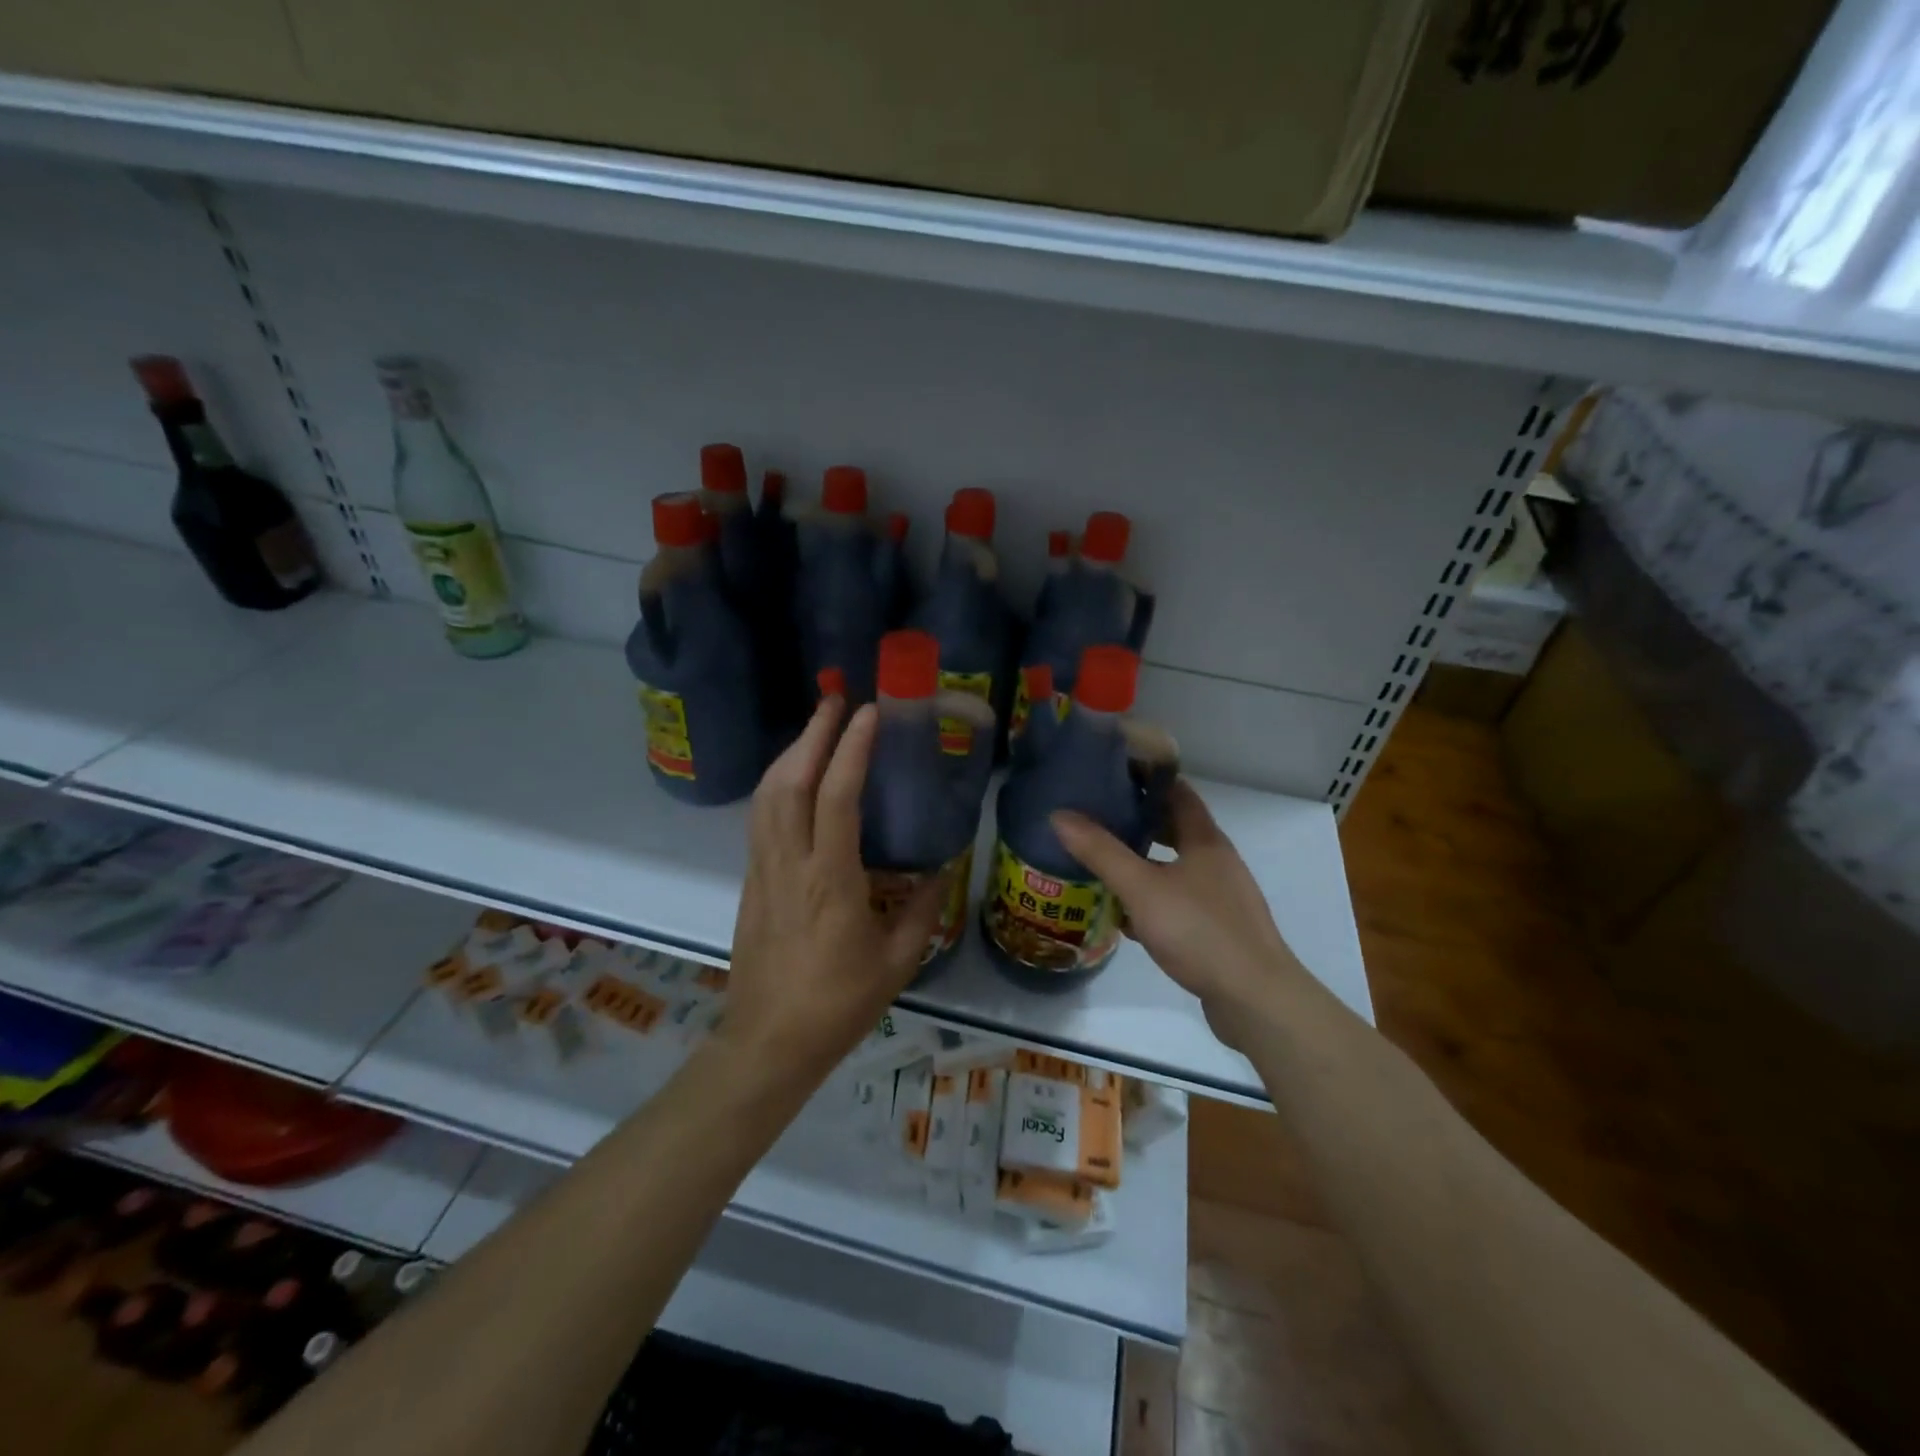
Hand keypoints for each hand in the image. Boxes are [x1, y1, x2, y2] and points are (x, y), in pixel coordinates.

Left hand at [721, 696, 944, 1085]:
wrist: (768, 1043)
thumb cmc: (838, 1005)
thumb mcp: (898, 961)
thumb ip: (923, 910)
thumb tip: (940, 872)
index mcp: (830, 881)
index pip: (836, 797)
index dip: (850, 749)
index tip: (867, 714)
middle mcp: (790, 864)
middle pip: (790, 783)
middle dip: (811, 734)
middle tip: (834, 700)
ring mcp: (763, 871)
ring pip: (767, 796)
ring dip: (789, 753)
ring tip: (814, 727)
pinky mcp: (750, 882)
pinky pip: (760, 818)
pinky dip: (776, 784)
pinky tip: (793, 778)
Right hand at [1052, 780, 1306, 1049]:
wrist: (1254, 1000)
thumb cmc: (1199, 931)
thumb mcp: (1141, 888)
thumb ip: (1100, 851)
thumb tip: (1059, 815)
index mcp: (1205, 840)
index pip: (1177, 792)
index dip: (1147, 778)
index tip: (1111, 773)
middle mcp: (1216, 862)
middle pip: (1174, 829)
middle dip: (1138, 821)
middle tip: (1097, 816)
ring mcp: (1220, 897)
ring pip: (1174, 868)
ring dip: (1142, 862)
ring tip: (1102, 861)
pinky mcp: (1217, 930)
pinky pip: (1177, 902)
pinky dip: (1151, 899)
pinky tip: (1125, 915)